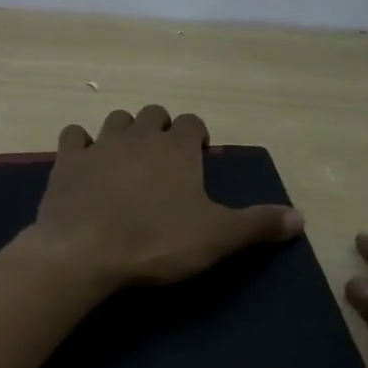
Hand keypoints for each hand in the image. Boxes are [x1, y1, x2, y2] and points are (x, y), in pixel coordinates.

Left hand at [26, 107, 302, 289]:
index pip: (194, 122)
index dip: (198, 136)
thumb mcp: (217, 237)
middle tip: (165, 161)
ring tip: (128, 160)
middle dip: (162, 129)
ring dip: (125, 132)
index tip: (200, 157)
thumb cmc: (156, 242)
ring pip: (116, 120)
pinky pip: (74, 137)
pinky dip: (82, 145)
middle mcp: (139, 136)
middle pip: (154, 114)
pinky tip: (85, 164)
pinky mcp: (66, 162)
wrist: (85, 254)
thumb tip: (302, 217)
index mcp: (177, 148)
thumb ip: (258, 224)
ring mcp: (99, 145)